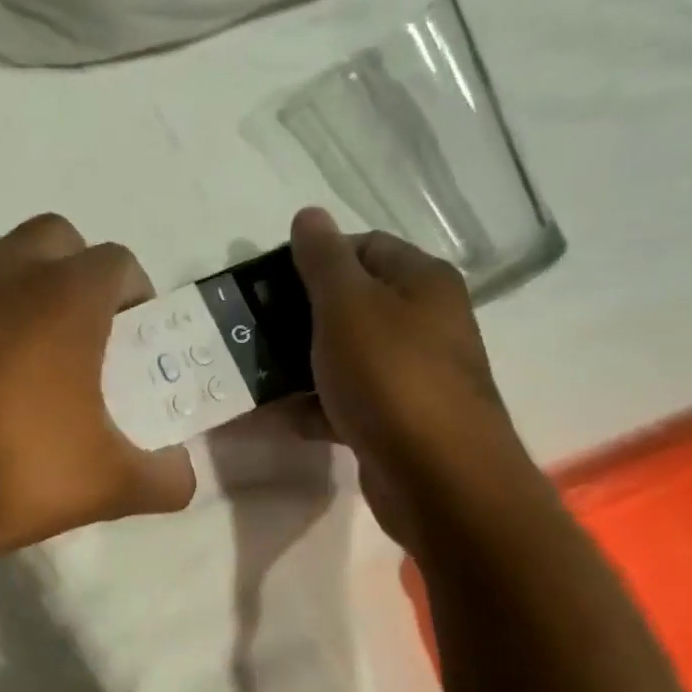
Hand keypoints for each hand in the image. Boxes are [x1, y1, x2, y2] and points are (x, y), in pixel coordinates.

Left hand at [0, 214, 195, 565]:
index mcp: (65, 296)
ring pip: (4, 259)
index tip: (137, 342)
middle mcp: (7, 272)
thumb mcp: (110, 485)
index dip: (137, 297)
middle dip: (80, 274)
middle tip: (87, 334)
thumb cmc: (17, 471)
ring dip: (29, 288)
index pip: (118, 263)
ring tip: (36, 354)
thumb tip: (184, 476)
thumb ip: (165, 477)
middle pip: (59, 239)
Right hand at [289, 206, 537, 550]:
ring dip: (303, 365)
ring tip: (256, 372)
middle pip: (353, 304)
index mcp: (421, 282)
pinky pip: (349, 402)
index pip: (364, 247)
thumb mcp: (347, 306)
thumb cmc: (390, 376)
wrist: (436, 476)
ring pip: (347, 356)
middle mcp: (425, 322)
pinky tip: (280, 417)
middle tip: (254, 328)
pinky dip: (317, 407)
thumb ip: (322, 260)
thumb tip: (309, 214)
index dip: (314, 258)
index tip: (268, 283)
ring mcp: (413, 375)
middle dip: (300, 315)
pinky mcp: (398, 421)